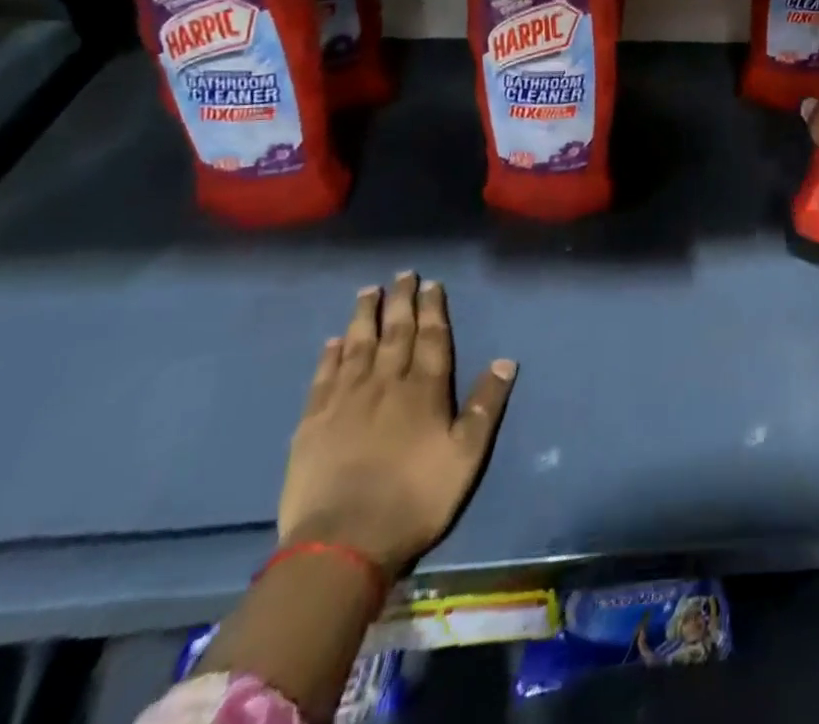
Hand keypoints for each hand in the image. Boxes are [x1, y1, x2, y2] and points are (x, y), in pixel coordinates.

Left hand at [278, 274, 516, 579]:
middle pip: (395, 332)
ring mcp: (345, 400)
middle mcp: (385, 383)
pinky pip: (323, 377)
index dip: (433, 308)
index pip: (431, 337)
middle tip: (403, 274)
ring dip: (365, 316)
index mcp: (424, 389)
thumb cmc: (414, 499)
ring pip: (357, 345)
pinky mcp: (313, 423)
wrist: (342, 544)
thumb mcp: (466, 456)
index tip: (432, 284)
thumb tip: (505, 360)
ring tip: (369, 292)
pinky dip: (329, 355)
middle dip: (401, 301)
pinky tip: (333, 341)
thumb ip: (485, 406)